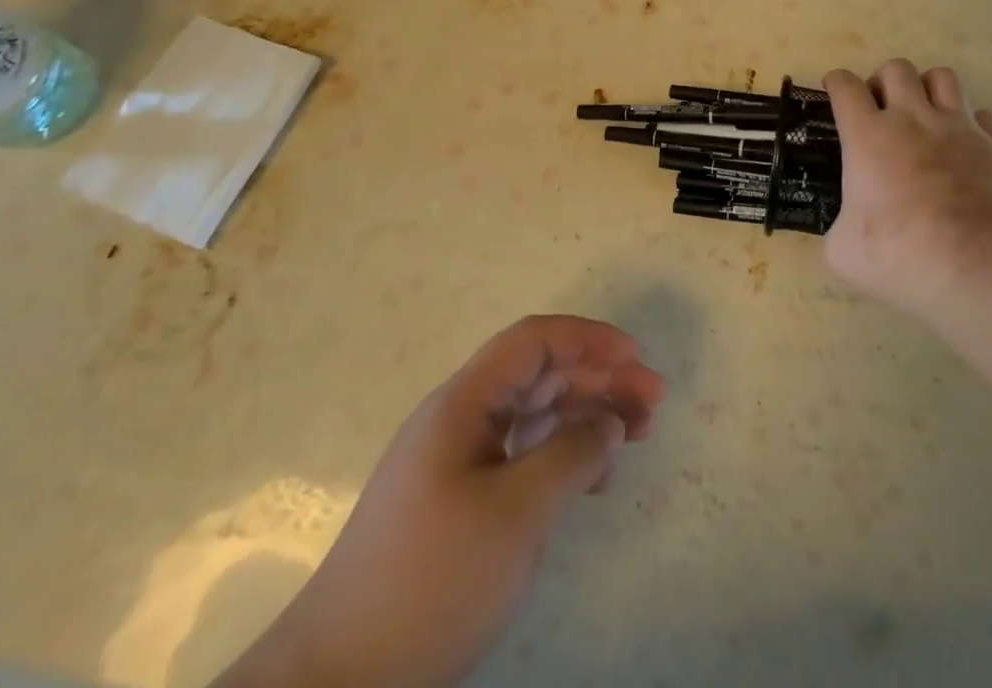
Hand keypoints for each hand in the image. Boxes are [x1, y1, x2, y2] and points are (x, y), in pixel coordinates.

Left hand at [219, 316, 663, 687]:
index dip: (588, 338)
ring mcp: (455, 460)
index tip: (636, 358)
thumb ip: (571, 456)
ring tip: (634, 437)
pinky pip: (520, 456)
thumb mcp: (517, 514)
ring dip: (584, 417)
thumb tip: (608, 424)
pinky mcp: (456, 501)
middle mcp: (459, 418)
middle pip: (539, 376)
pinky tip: (591, 480)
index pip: (534, 341)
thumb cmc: (434, 579)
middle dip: (598, 380)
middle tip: (652, 404)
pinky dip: (560, 457)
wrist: (339, 681)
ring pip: (533, 415)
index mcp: (463, 402)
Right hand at [823, 59, 991, 315]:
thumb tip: (847, 230)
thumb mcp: (843, 252)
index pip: (845, 86)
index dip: (836, 82)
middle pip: (896, 69)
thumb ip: (840, 228)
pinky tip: (966, 145)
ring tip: (925, 114)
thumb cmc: (901, 256)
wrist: (979, 268)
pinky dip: (971, 123)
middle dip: (883, 81)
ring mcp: (959, 128)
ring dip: (928, 89)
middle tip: (881, 109)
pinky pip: (982, 115)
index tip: (835, 89)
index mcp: (868, 135)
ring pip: (943, 77)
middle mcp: (913, 118)